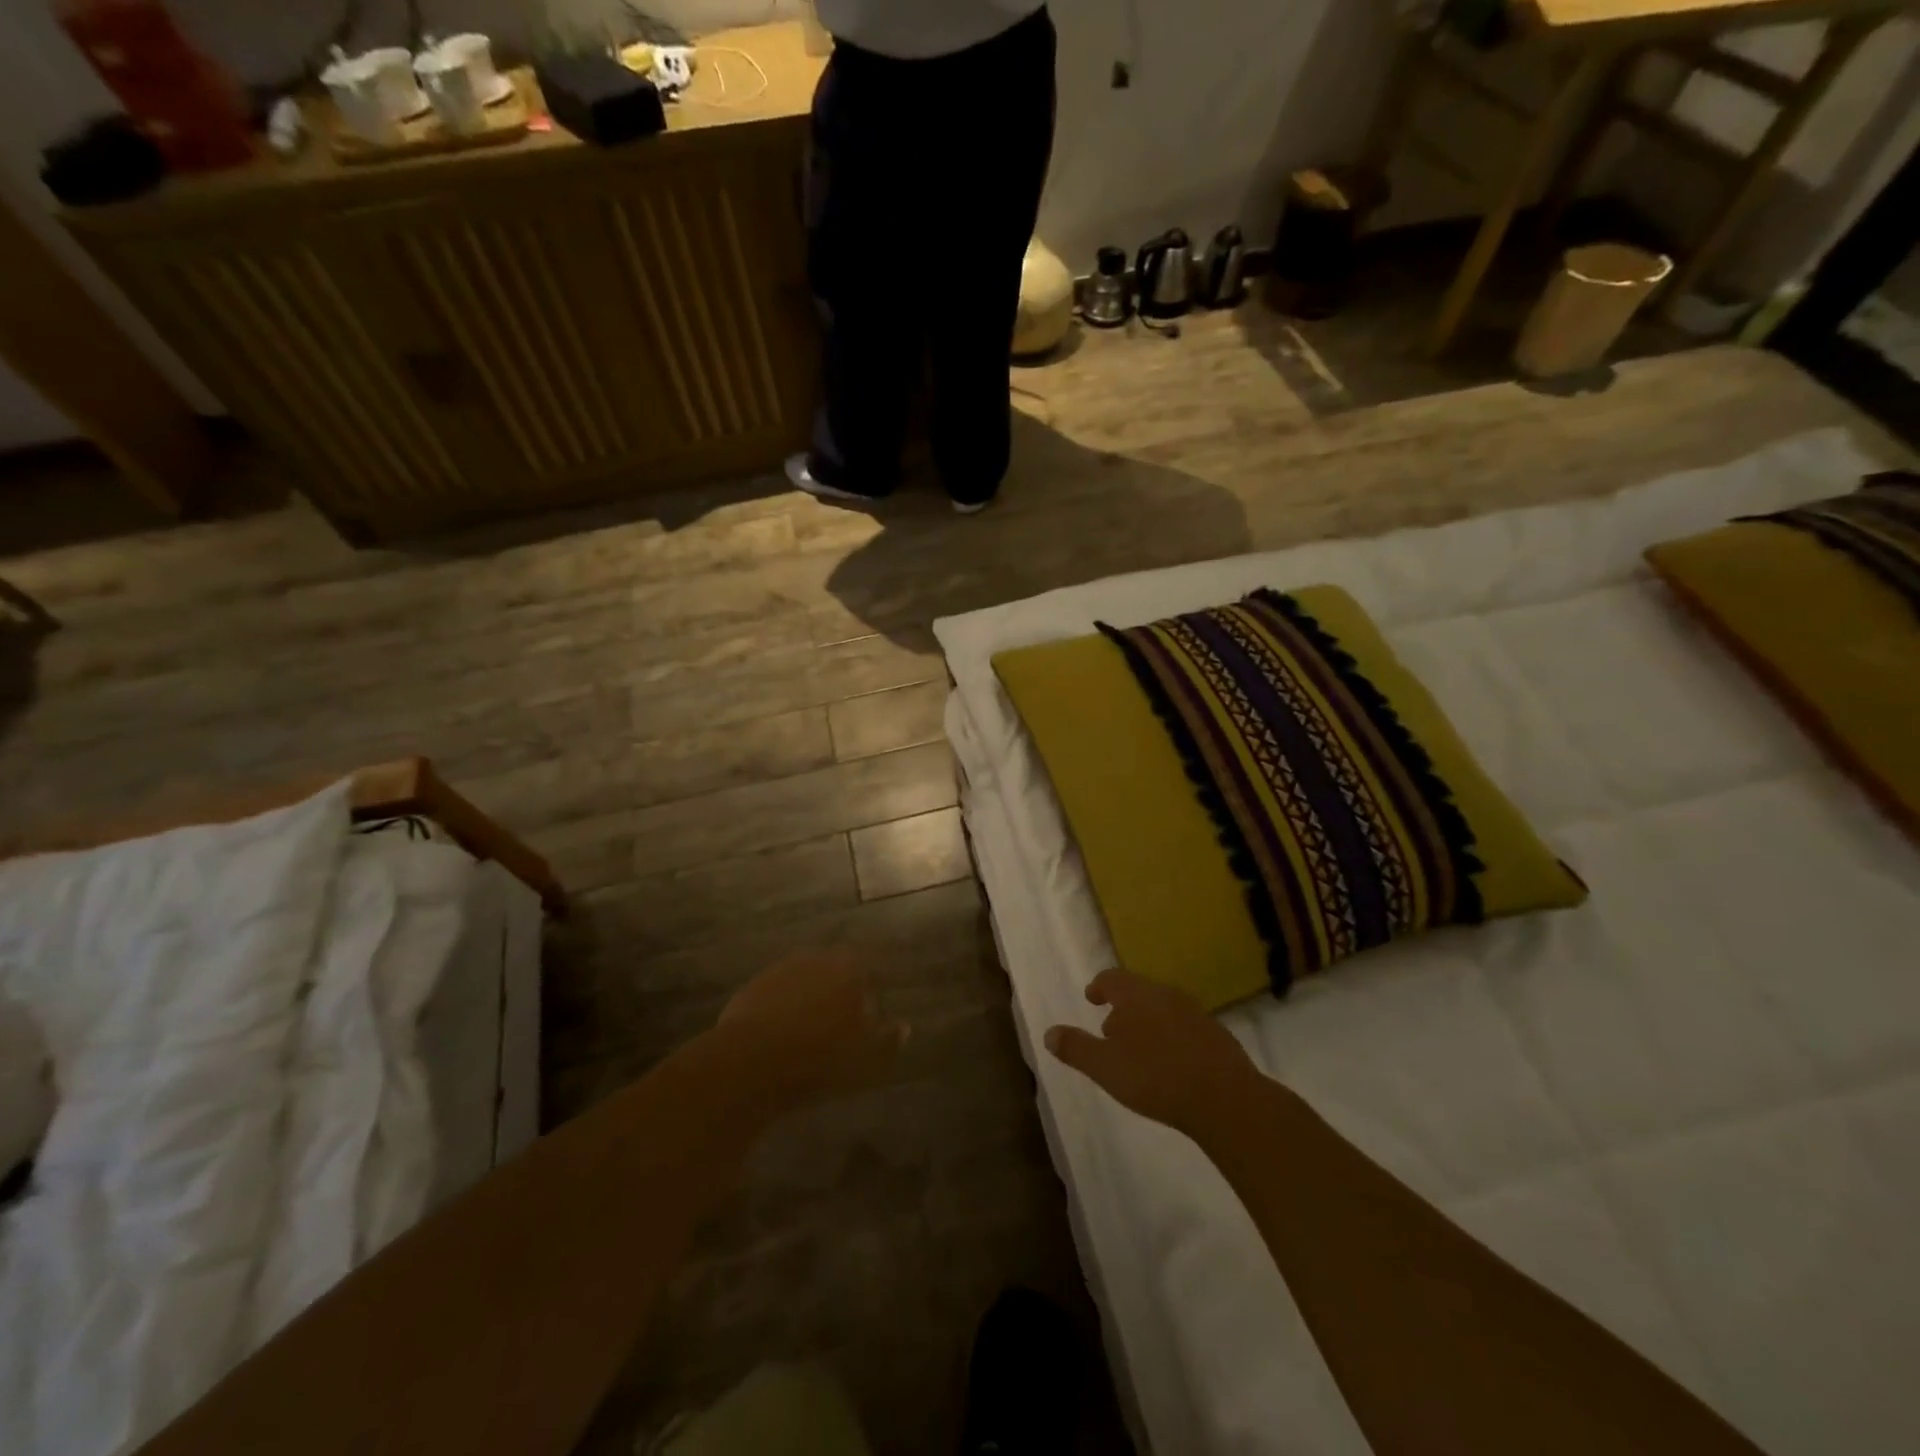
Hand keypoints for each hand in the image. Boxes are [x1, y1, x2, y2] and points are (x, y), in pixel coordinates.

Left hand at [716, 951, 908, 1112]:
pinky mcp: (752, 988)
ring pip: (804, 979)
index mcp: (848, 970)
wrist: (750, 1062)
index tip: (873, 1009)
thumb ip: (888, 1040)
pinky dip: (782, 1007)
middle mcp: (816, 959)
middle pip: (835, 970)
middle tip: (842, 1020)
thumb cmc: (819, 1058)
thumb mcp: (865, 1059)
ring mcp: (780, 970)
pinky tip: (781, 1033)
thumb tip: (904, 1027)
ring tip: (811, 1028)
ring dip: (809, 997)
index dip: (872, 988)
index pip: (868, 968)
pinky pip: (776, 994)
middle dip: (840, 989)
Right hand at [1045, 968, 1265, 1138]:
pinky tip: (1171, 1063)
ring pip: (1163, 1008)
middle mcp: (1165, 994)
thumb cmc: (1155, 1077)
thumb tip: (1049, 1033)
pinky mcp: (1217, 1035)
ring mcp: (1195, 1013)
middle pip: (1138, 991)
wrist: (1224, 1098)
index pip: (1112, 978)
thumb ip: (1076, 1048)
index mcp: (1136, 995)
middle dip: (1123, 1008)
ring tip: (1139, 1049)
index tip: (1093, 998)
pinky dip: (1171, 1036)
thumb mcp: (1105, 1067)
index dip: (1100, 986)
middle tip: (1111, 1030)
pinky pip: (1185, 1027)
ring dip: (1148, 1022)